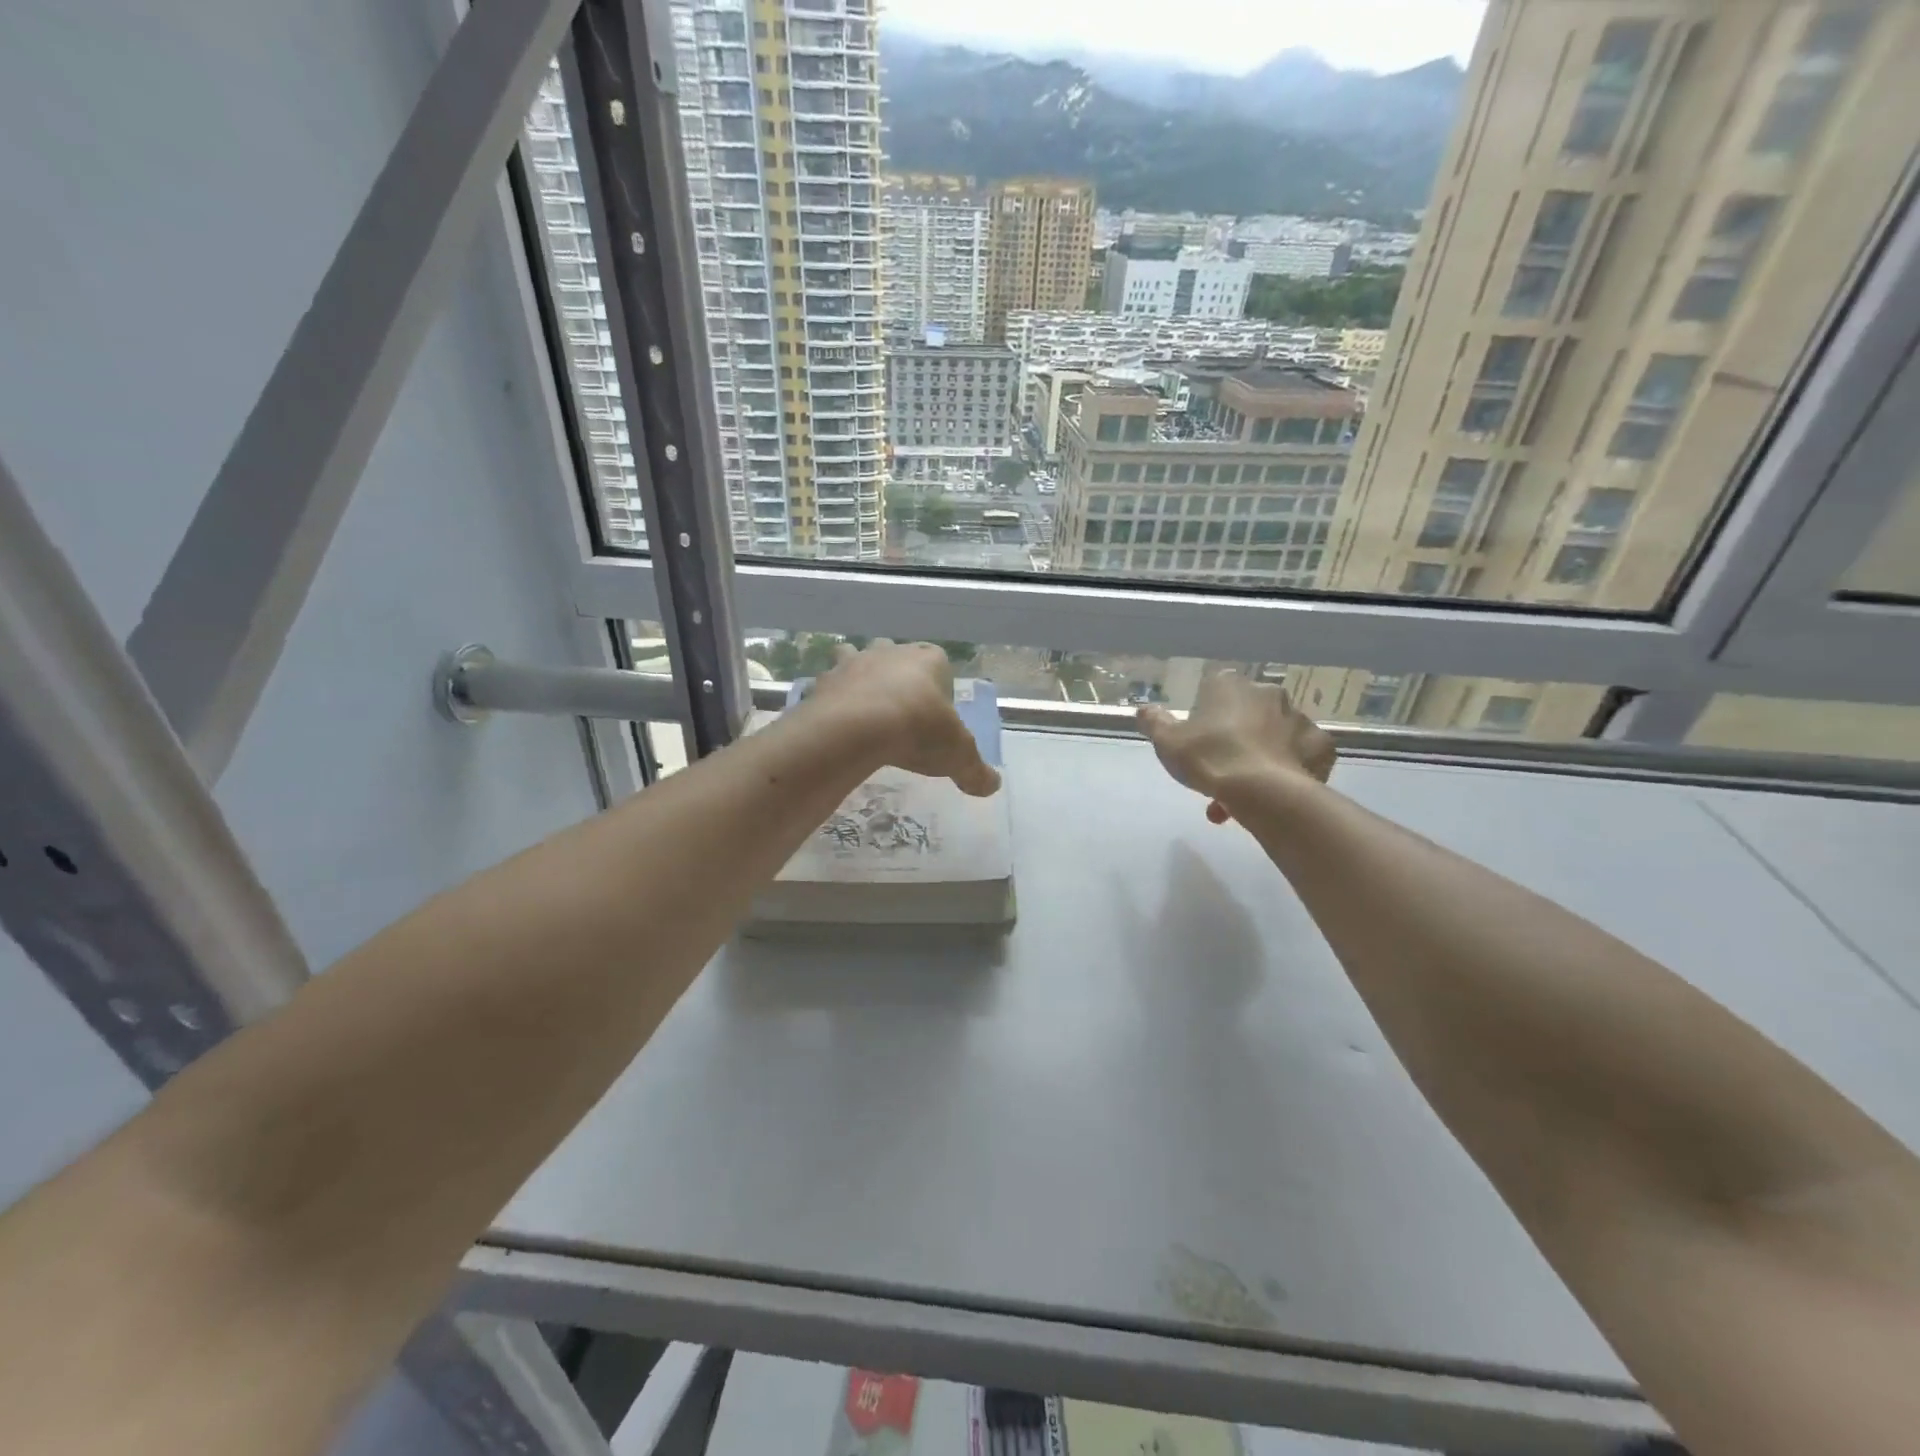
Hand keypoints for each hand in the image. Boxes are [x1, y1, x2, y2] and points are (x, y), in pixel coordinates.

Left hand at [804, 641, 1001, 796]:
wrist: (855, 728)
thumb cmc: (917, 731)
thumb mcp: (958, 756)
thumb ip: (976, 771)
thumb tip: (992, 786)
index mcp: (929, 660)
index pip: (939, 663)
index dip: (939, 686)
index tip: (935, 714)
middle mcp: (891, 653)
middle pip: (897, 656)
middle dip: (897, 675)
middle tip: (900, 709)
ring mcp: (854, 662)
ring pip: (858, 659)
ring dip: (861, 677)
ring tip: (864, 709)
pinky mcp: (825, 680)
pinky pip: (829, 685)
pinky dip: (832, 699)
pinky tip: (837, 723)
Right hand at [1137, 671, 1334, 823]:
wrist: (1263, 792)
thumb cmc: (1209, 758)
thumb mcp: (1167, 742)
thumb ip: (1154, 722)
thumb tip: (1144, 710)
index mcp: (1230, 686)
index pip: (1215, 688)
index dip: (1205, 714)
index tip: (1198, 740)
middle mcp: (1268, 694)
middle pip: (1247, 714)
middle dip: (1234, 739)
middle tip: (1218, 771)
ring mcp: (1299, 719)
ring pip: (1273, 736)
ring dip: (1258, 757)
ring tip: (1241, 797)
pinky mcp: (1321, 746)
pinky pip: (1301, 755)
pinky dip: (1290, 769)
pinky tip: (1274, 790)